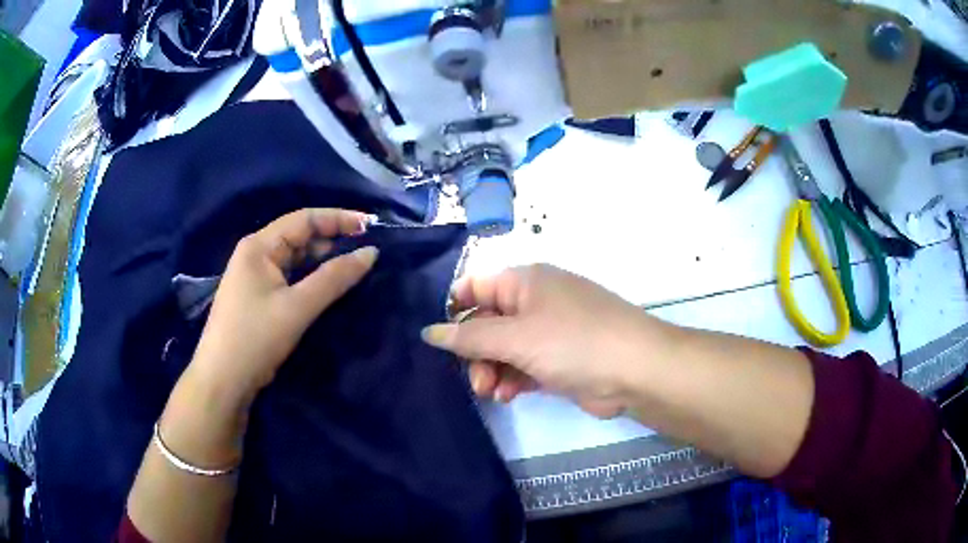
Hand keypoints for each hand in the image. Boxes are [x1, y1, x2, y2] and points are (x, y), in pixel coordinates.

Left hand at [188, 208, 377, 407]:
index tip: (371, 226)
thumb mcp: (297, 307)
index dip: (338, 218)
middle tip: (366, 251)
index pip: (304, 219)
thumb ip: (334, 278)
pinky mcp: (258, 297)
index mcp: (259, 246)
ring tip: (354, 268)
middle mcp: (256, 254)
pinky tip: (329, 287)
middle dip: (332, 240)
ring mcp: (255, 276)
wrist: (223, 381)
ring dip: (323, 261)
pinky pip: (290, 278)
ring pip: (296, 259)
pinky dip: (311, 279)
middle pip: (299, 236)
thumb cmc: (255, 338)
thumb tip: (371, 253)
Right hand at [421, 264, 675, 418]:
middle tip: (477, 381)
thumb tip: (428, 331)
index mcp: (525, 281)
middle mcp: (536, 301)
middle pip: (488, 322)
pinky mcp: (560, 358)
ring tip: (492, 392)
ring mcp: (550, 330)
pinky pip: (525, 365)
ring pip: (505, 348)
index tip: (438, 341)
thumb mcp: (516, 337)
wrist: (636, 370)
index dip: (453, 311)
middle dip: (476, 352)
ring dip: (493, 370)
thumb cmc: (573, 342)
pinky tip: (510, 395)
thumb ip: (469, 337)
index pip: (475, 287)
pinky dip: (514, 379)